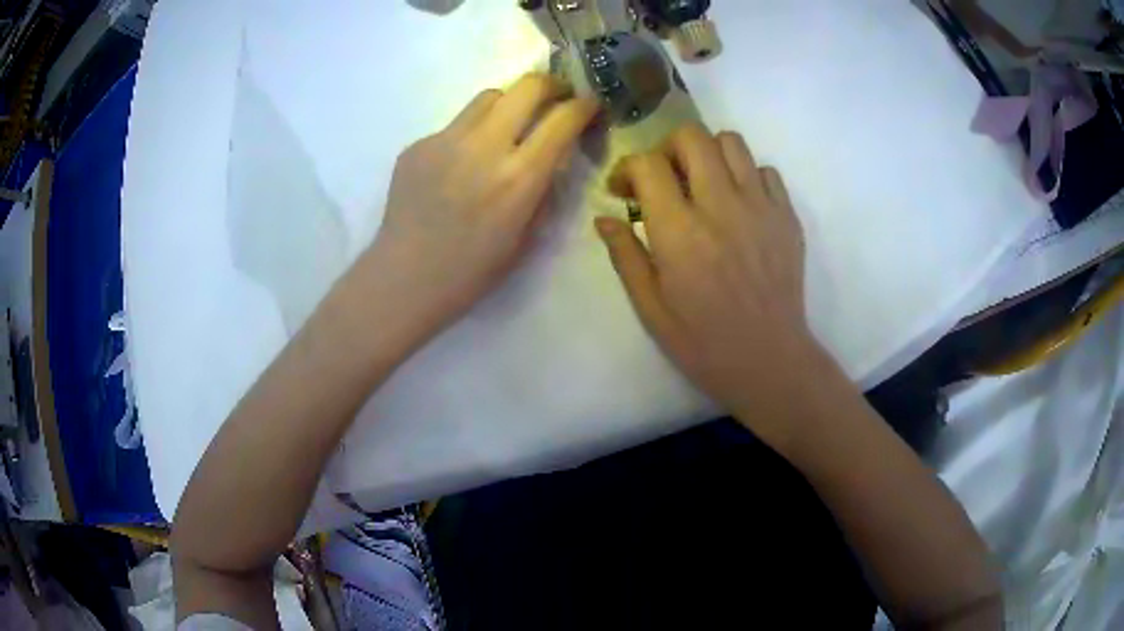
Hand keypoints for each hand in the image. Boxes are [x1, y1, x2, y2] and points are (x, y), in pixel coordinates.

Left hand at [362, 73, 598, 340]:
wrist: (405, 278)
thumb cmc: (472, 272)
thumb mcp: (526, 237)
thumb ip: (544, 190)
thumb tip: (553, 157)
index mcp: (519, 177)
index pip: (563, 119)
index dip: (584, 105)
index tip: (590, 105)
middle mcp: (484, 147)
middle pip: (526, 86)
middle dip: (550, 85)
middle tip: (555, 97)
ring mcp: (445, 141)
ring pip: (489, 96)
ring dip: (509, 104)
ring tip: (508, 127)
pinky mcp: (417, 145)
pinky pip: (455, 125)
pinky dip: (470, 134)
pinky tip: (460, 164)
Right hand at [596, 123, 830, 456]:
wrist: (769, 361)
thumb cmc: (703, 343)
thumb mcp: (650, 309)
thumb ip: (625, 256)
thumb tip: (604, 218)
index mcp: (680, 232)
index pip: (648, 164)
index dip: (628, 169)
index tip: (624, 191)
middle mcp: (721, 206)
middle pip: (692, 137)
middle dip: (667, 149)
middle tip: (665, 178)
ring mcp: (761, 207)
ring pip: (731, 142)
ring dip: (708, 154)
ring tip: (703, 184)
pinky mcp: (787, 216)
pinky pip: (766, 171)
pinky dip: (746, 176)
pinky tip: (739, 205)